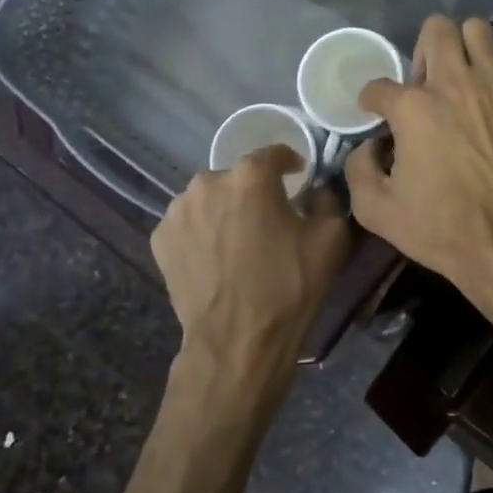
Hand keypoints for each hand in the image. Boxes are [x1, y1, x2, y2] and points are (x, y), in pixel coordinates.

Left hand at [151, 147, 350, 384]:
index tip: (298, 178)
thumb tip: (316, 188)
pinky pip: (189, 224)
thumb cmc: (289, 285)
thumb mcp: (331, 237)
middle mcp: (208, 182)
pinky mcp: (160, 239)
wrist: (238, 340)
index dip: (290, 163)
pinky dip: (203, 232)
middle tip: (269, 220)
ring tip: (239, 241)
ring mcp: (178, 211)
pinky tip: (216, 258)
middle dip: (254, 191)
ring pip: (209, 199)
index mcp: (250, 176)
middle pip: (238, 176)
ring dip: (225, 210)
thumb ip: (327, 198)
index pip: (273, 152)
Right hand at [346, 15, 492, 304]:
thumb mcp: (375, 211)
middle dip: (421, 51)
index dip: (371, 102)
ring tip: (461, 78)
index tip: (376, 115)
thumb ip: (358, 169)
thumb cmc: (439, 229)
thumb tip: (369, 146)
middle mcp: (453, 84)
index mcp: (412, 109)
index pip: (378, 86)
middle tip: (424, 86)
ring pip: (478, 29)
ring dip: (464, 48)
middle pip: (435, 29)